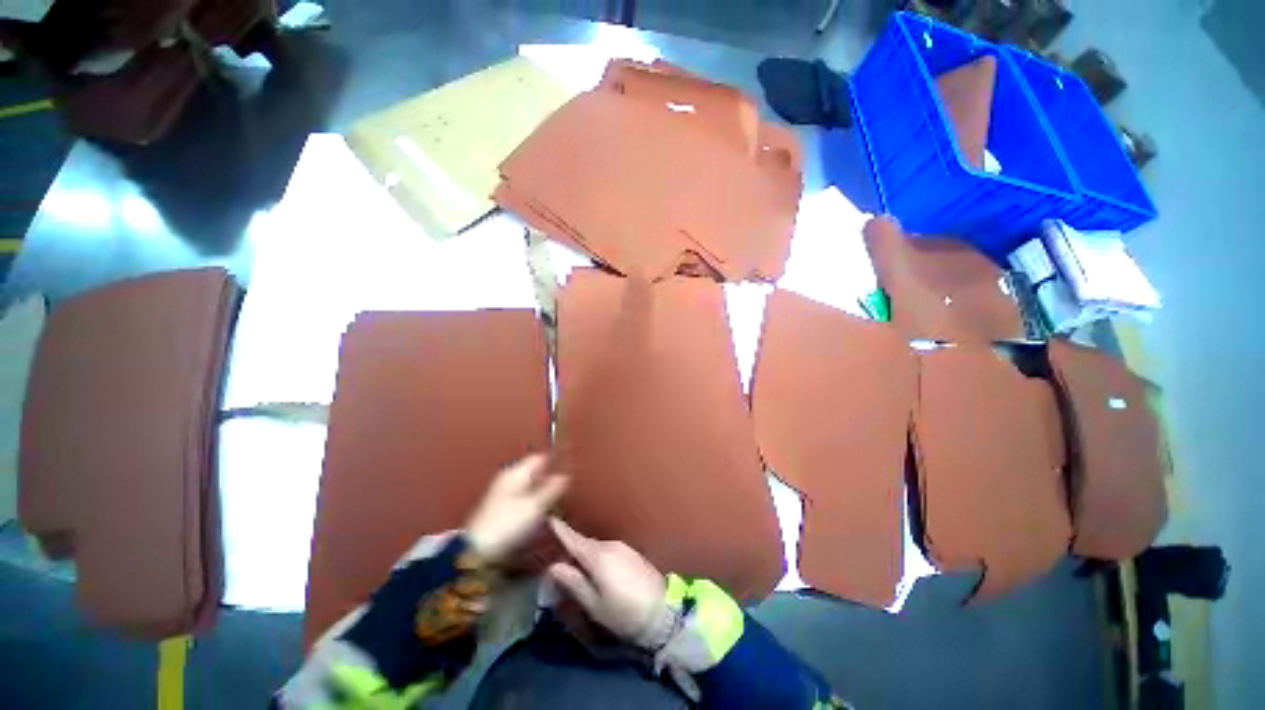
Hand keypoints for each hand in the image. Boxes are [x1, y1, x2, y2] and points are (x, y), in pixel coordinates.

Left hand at [465, 454, 567, 562]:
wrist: (478, 552)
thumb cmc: (508, 524)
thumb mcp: (535, 506)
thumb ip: (552, 489)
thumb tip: (566, 475)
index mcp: (516, 473)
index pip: (541, 458)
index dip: (556, 463)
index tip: (571, 473)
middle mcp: (510, 478)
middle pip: (537, 473)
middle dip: (552, 481)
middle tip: (567, 493)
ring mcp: (505, 493)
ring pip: (532, 487)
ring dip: (545, 494)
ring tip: (558, 506)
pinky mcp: (503, 509)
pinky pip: (526, 499)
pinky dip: (536, 504)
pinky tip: (543, 516)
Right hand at [547, 518, 667, 645]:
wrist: (663, 612)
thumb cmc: (624, 613)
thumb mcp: (594, 605)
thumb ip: (574, 583)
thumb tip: (554, 566)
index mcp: (598, 556)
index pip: (575, 540)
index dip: (561, 530)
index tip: (549, 519)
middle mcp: (610, 545)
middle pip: (585, 543)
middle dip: (572, 549)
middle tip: (558, 561)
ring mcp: (623, 548)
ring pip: (597, 547)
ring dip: (586, 555)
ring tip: (577, 570)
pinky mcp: (632, 553)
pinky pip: (609, 550)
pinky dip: (599, 557)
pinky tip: (598, 571)